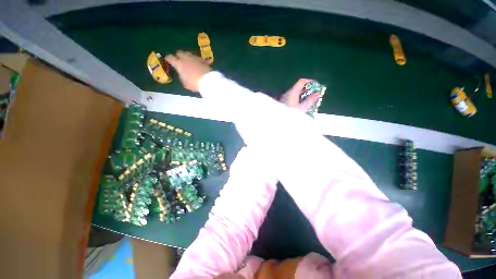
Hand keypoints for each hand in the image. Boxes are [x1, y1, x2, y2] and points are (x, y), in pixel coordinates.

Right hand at [165, 50, 210, 91]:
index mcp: (179, 64)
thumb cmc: (195, 84)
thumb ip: (182, 76)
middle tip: (180, 60)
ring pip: (189, 54)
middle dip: (179, 56)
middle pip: (180, 52)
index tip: (168, 60)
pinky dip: (196, 60)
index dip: (168, 59)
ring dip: (188, 57)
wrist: (208, 81)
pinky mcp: (203, 60)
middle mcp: (186, 58)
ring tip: (189, 62)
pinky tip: (198, 64)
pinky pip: (198, 58)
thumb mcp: (185, 83)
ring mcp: (195, 58)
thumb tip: (182, 73)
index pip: (170, 58)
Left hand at [280, 78, 320, 112]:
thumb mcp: (303, 108)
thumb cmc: (291, 114)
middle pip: (299, 87)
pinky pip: (293, 98)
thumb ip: (310, 100)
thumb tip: (317, 94)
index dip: (310, 81)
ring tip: (310, 100)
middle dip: (308, 89)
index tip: (316, 85)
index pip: (301, 82)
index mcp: (292, 92)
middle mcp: (288, 93)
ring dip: (303, 95)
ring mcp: (285, 98)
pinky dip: (299, 99)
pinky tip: (302, 105)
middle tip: (315, 94)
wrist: (280, 120)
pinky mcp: (284, 103)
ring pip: (296, 93)